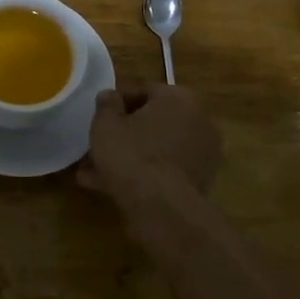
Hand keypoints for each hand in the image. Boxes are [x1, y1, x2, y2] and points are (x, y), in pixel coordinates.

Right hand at [80, 83, 221, 199]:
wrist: (161, 207)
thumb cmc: (131, 153)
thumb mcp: (106, 123)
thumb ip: (106, 104)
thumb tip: (110, 97)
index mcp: (180, 98)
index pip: (143, 90)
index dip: (116, 102)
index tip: (98, 115)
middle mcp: (200, 121)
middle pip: (153, 122)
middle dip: (124, 133)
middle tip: (97, 144)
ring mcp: (204, 154)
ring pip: (157, 148)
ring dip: (129, 156)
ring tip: (95, 171)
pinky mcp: (200, 182)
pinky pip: (164, 170)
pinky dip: (142, 174)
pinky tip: (110, 186)